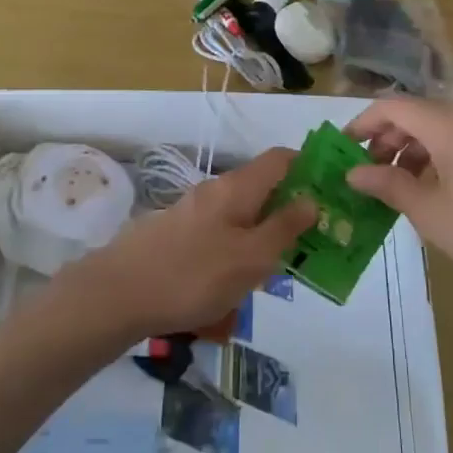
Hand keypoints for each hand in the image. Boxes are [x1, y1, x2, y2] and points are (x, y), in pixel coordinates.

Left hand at [56, 148, 315, 341]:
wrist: (118, 293)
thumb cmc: (194, 274)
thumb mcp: (251, 257)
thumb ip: (285, 227)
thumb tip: (312, 199)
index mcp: (238, 187)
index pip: (282, 158)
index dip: (310, 168)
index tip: (333, 195)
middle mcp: (216, 190)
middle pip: (263, 188)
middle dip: (290, 211)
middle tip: (313, 246)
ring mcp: (193, 211)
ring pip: (242, 216)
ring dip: (264, 236)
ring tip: (278, 273)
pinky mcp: (177, 235)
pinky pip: (221, 235)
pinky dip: (238, 251)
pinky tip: (237, 285)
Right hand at [345, 98, 452, 323]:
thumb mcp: (431, 213)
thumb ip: (388, 185)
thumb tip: (353, 172)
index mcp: (449, 123)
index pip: (392, 107)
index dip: (362, 124)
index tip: (342, 151)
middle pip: (418, 115)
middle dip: (387, 141)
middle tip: (368, 175)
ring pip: (443, 130)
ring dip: (414, 152)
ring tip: (401, 189)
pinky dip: (442, 158)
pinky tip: (440, 193)